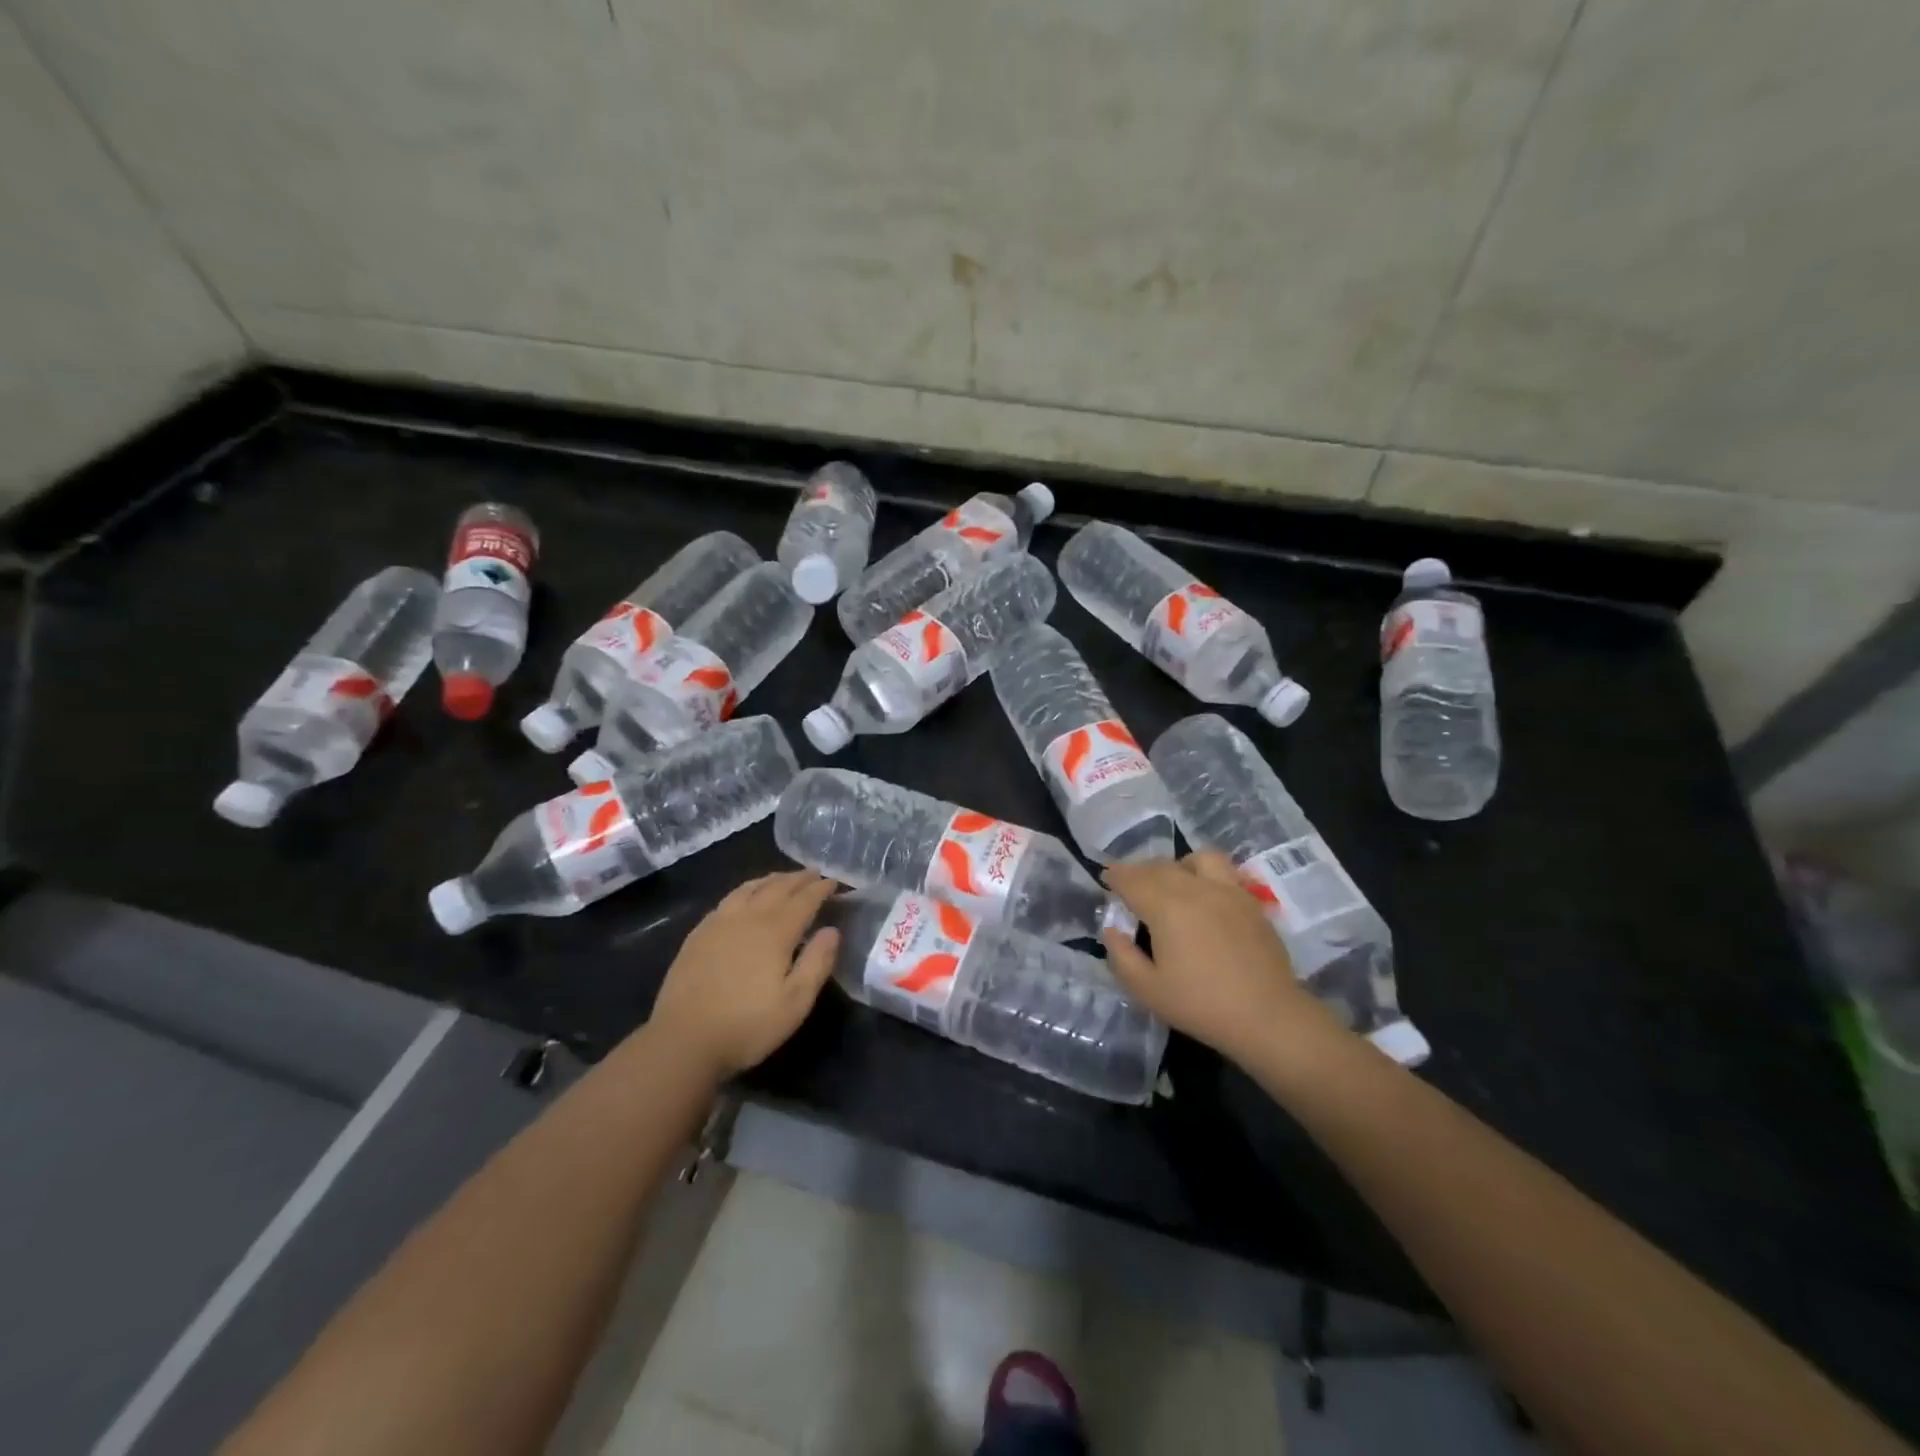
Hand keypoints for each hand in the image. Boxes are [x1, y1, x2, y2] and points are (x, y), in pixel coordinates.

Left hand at [649, 871, 840, 1079]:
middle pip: (777, 888)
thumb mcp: (795, 1003)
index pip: (804, 900)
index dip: (820, 889)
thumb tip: (832, 930)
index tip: (833, 881)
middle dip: (798, 879)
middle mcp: (748, 918)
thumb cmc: (747, 1025)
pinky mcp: (698, 934)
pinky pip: (727, 899)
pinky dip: (745, 890)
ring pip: (749, 888)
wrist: (683, 1040)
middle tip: (813, 873)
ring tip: (783, 878)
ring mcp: (719, 923)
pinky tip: (745, 897)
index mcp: (775, 932)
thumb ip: (817, 963)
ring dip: (771, 879)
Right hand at [1101, 852, 1340, 1063]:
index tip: (1105, 879)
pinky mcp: (1250, 902)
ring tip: (1172, 883)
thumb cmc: (1201, 1005)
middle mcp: (1195, 888)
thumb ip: (1121, 956)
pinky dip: (1206, 875)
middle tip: (1129, 885)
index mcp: (1166, 907)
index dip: (1115, 876)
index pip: (1132, 879)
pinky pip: (1224, 872)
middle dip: (1139, 871)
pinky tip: (1204, 897)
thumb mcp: (1147, 990)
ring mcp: (1228, 891)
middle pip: (1160, 866)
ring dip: (1177, 865)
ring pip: (1197, 860)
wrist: (1267, 1017)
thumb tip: (1112, 929)